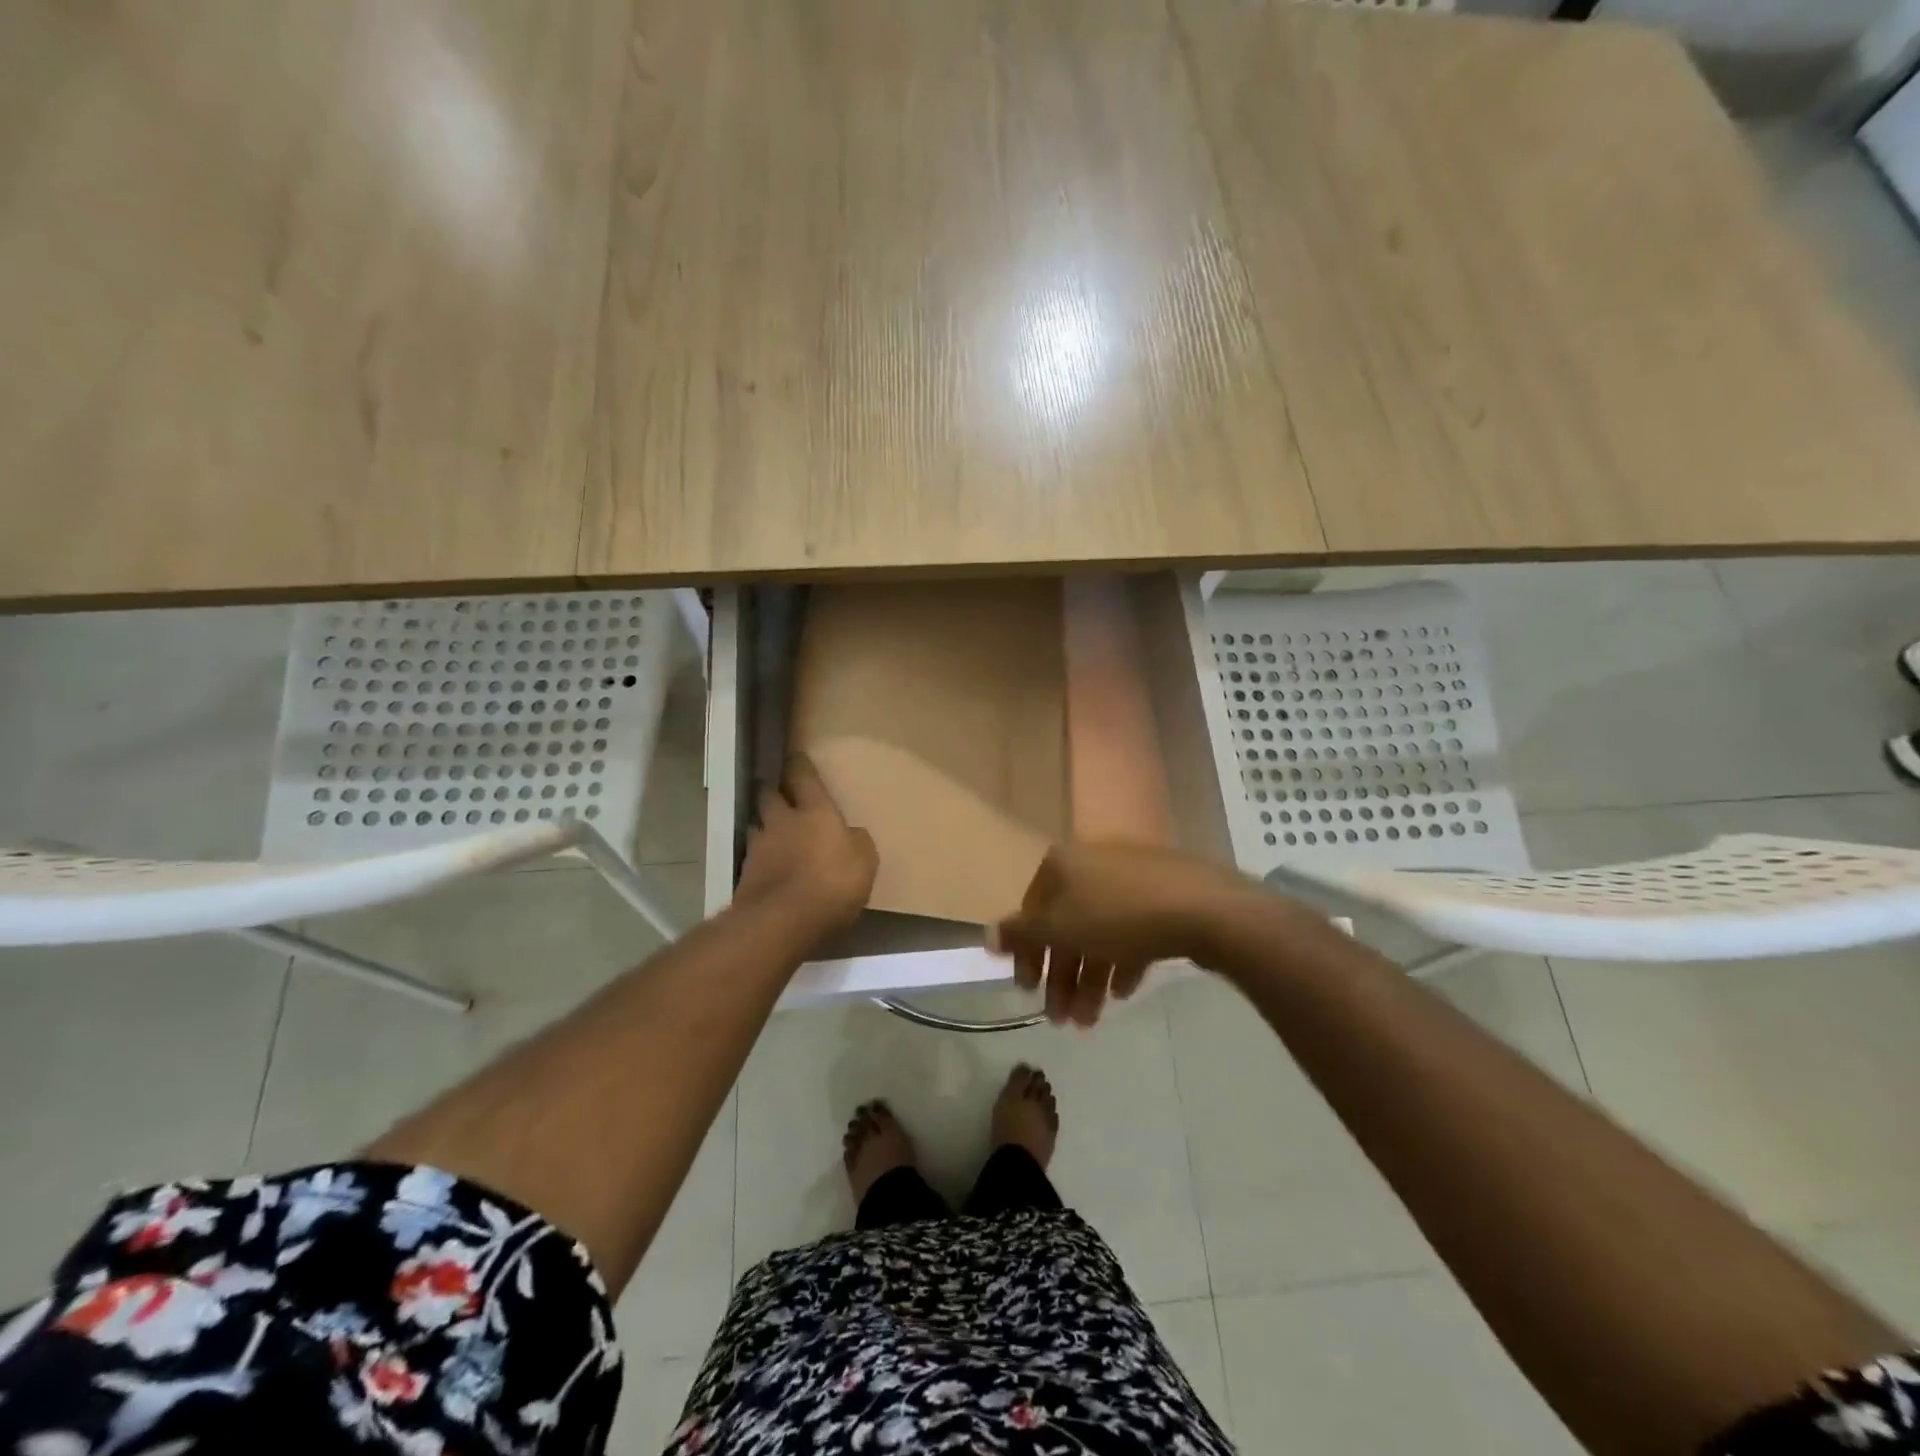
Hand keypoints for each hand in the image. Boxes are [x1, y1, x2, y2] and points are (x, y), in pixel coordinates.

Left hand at [735, 754, 878, 937]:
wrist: (782, 921)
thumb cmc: (833, 883)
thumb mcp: (864, 861)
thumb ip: (856, 842)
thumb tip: (850, 835)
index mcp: (815, 812)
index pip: (804, 778)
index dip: (800, 766)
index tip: (796, 757)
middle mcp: (782, 822)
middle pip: (770, 797)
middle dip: (774, 794)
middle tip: (780, 796)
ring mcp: (759, 849)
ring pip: (758, 828)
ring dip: (764, 828)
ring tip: (772, 836)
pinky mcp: (745, 877)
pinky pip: (753, 860)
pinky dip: (761, 862)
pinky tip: (769, 872)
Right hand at [989, 843, 1259, 1026]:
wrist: (1204, 908)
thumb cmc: (1118, 917)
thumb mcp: (1059, 930)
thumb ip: (1021, 935)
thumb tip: (986, 935)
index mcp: (1063, 863)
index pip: (1032, 911)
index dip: (1027, 955)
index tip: (1028, 993)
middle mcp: (1093, 863)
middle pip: (1067, 925)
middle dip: (1062, 977)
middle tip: (1061, 1020)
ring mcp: (1131, 878)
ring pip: (1100, 932)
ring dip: (1089, 979)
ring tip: (1091, 1021)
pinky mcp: (1164, 896)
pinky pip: (1132, 931)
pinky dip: (1122, 962)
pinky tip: (1123, 993)